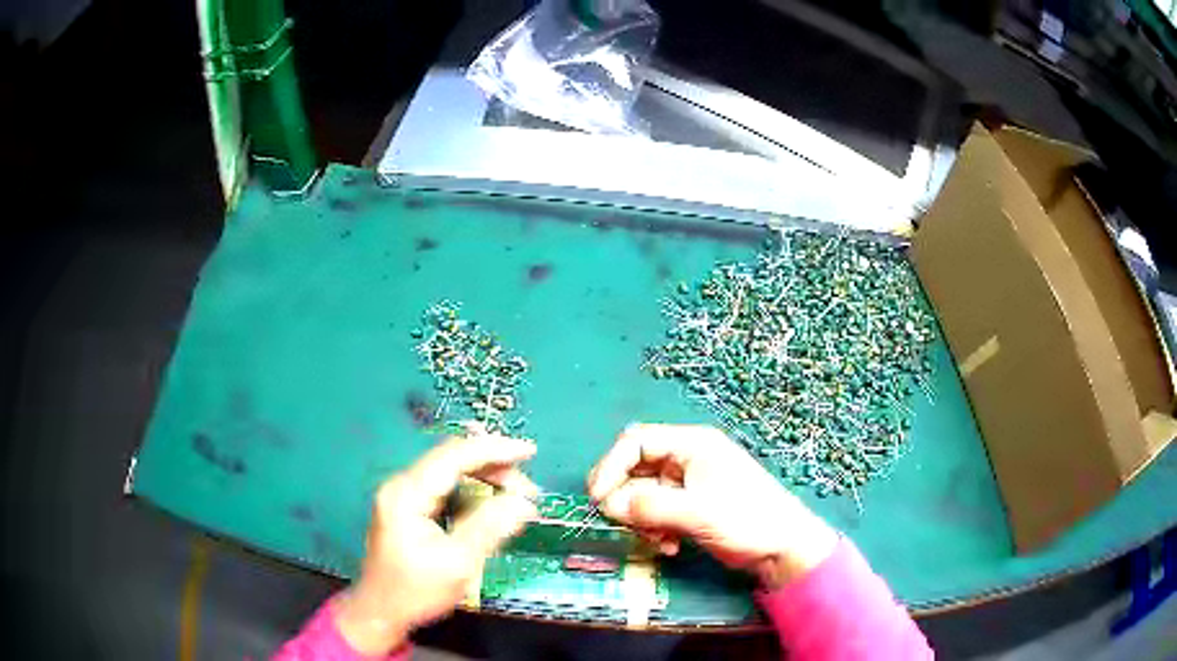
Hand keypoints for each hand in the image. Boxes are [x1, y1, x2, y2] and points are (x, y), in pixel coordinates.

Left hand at [335, 430, 538, 655]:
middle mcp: (402, 485)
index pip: (454, 456)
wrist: (381, 612)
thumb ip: (489, 528)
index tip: (530, 451)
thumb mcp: (458, 563)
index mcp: (407, 493)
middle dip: (494, 468)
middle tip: (529, 491)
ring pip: (451, 472)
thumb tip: (524, 502)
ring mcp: (404, 495)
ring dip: (485, 480)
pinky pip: (446, 488)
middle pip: (452, 460)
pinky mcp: (409, 508)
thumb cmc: (416, 591)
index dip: (494, 450)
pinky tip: (492, 505)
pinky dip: (473, 492)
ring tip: (517, 499)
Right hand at [587, 424, 837, 589]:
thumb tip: (608, 504)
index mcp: (692, 444)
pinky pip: (657, 512)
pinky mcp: (691, 507)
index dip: (611, 466)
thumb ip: (650, 506)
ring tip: (657, 540)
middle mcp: (687, 459)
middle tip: (621, 523)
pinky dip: (655, 529)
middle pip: (636, 468)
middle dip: (625, 498)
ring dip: (641, 519)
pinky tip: (669, 547)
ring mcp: (689, 484)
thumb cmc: (747, 520)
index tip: (597, 498)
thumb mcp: (698, 512)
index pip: (636, 442)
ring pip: (643, 494)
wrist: (783, 549)